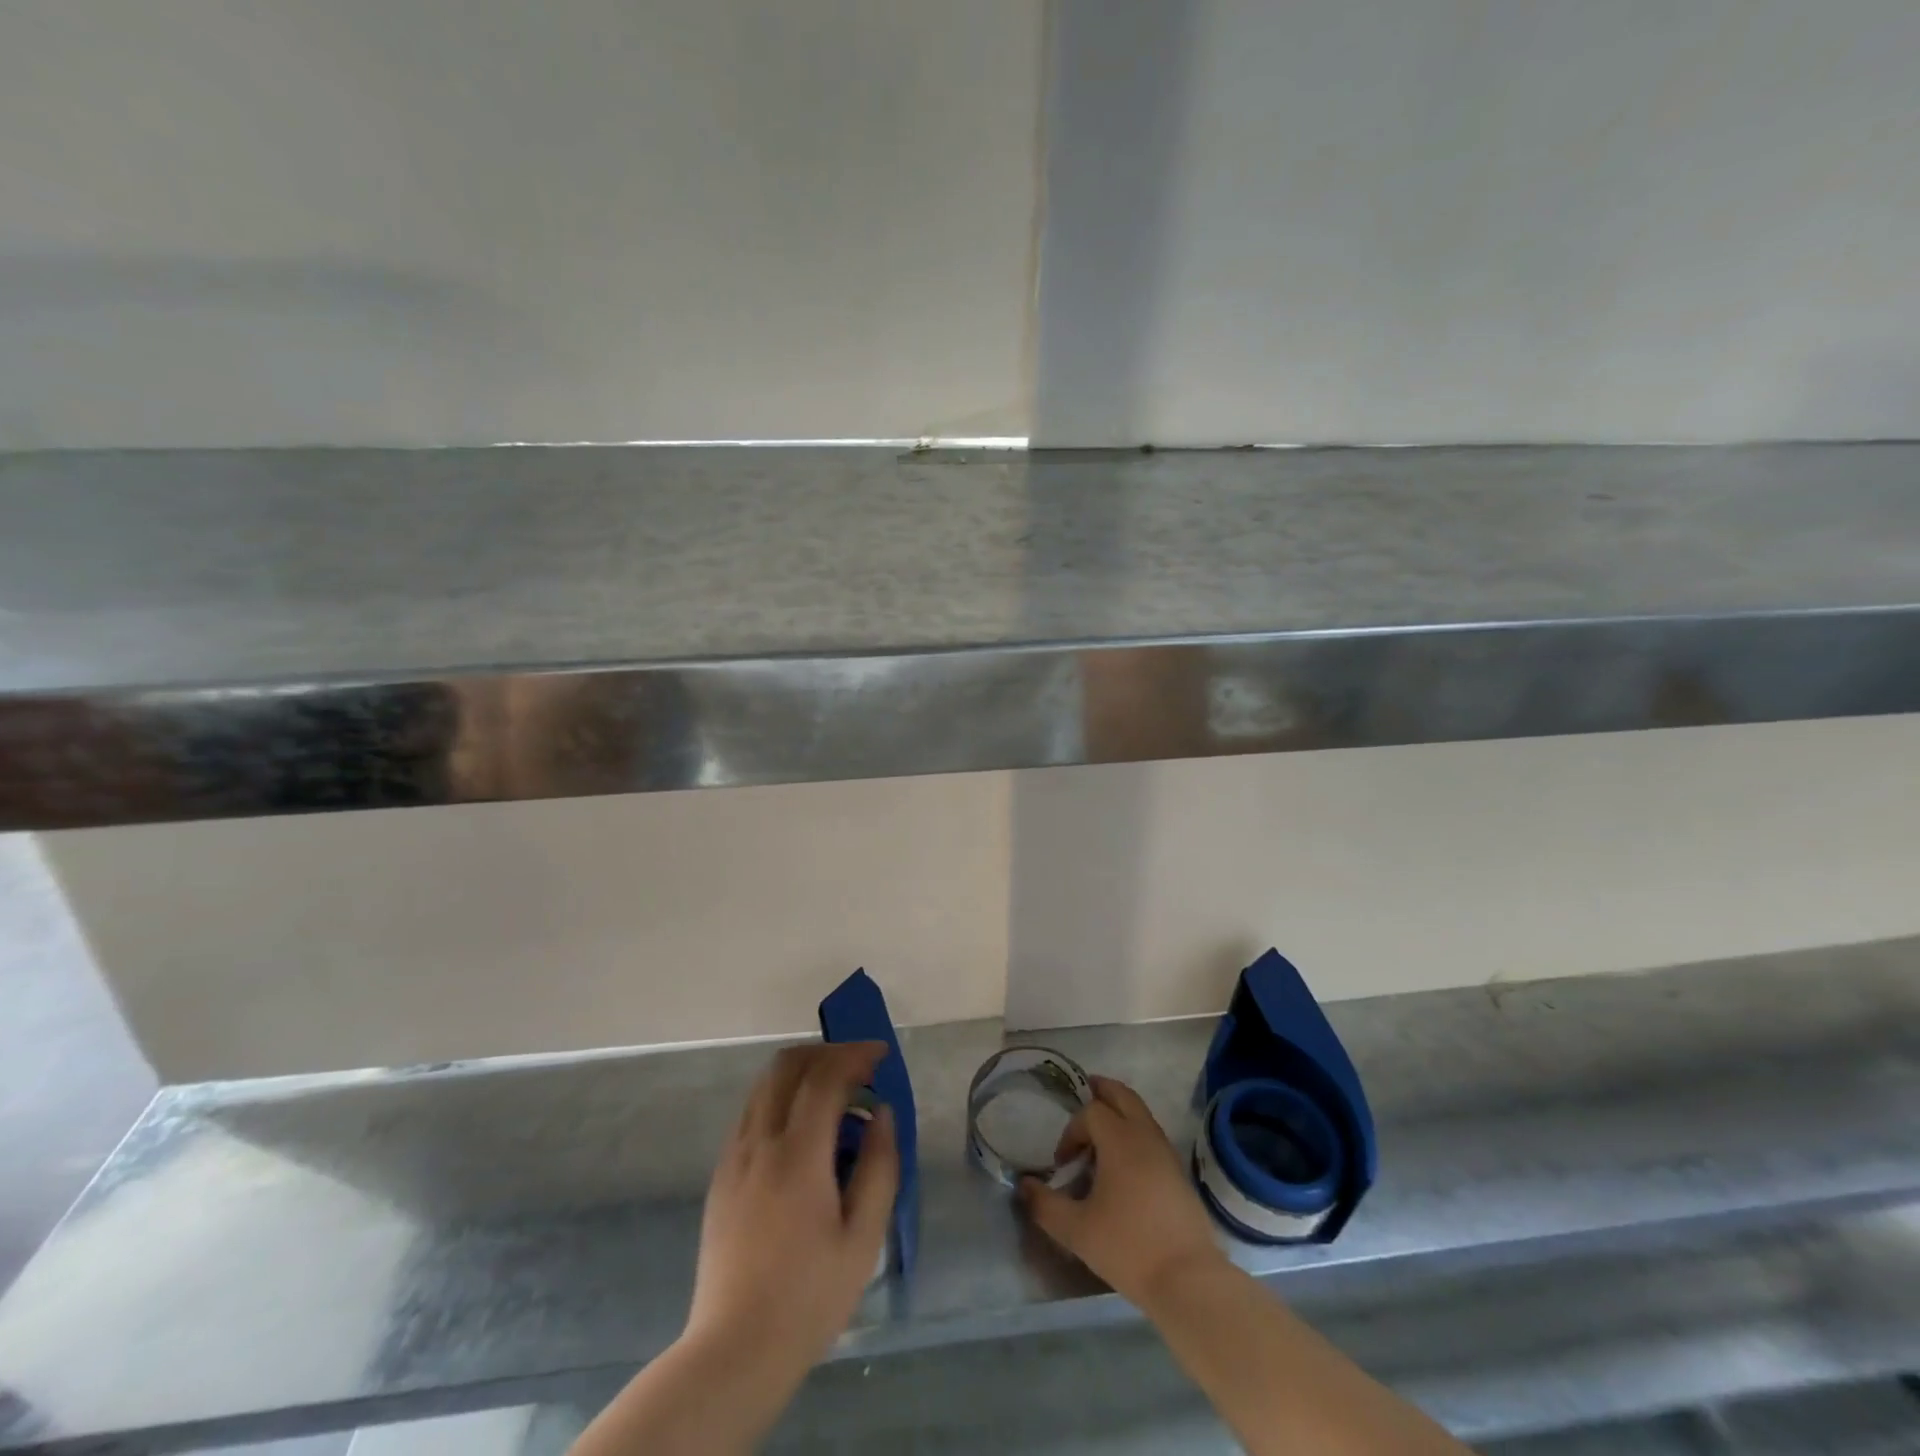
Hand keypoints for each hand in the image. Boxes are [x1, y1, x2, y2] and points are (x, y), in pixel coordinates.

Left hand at [683, 1041, 899, 1377]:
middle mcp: (759, 1141)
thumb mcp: (863, 1238)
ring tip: (834, 1094)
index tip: (881, 1055)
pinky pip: (752, 1111)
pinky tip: (803, 1128)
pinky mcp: (721, 1174)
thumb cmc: (809, 1297)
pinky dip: (781, 1097)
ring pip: (765, 1084)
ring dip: (802, 1072)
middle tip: (858, 1068)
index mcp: (797, 1154)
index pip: (825, 1076)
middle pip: (787, 1065)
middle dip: (826, 1052)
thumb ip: (878, 1166)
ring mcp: (734, 1156)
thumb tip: (881, 1113)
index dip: (855, 1055)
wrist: (733, 1351)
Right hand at [1020, 1075, 1224, 1305]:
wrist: (1189, 1280)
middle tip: (1085, 1093)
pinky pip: (1152, 1135)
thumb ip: (1045, 1205)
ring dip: (1120, 1112)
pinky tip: (1124, 1164)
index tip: (1063, 1163)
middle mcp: (1145, 1135)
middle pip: (1122, 1095)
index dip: (1071, 1131)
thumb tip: (1024, 1186)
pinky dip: (1135, 1132)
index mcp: (1120, 1140)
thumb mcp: (1077, 1230)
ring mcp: (1167, 1153)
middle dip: (1101, 1091)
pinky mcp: (1179, 1173)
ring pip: (1141, 1113)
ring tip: (1101, 1132)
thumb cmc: (1129, 1247)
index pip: (1091, 1112)